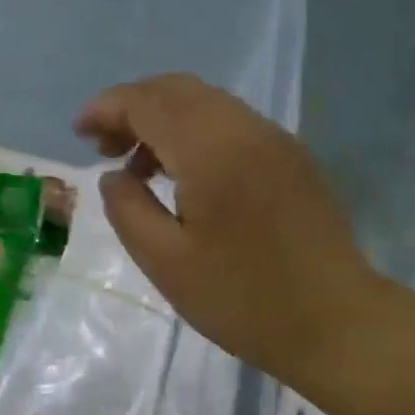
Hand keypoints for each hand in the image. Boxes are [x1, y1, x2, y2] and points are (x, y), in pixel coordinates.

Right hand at [75, 73, 379, 380]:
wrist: (335, 323)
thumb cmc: (243, 299)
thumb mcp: (166, 263)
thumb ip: (128, 209)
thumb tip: (115, 176)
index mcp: (213, 148)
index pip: (149, 101)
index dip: (107, 108)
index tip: (79, 133)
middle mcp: (247, 128)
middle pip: (179, 90)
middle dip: (134, 109)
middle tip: (105, 150)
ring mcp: (277, 140)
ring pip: (208, 104)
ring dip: (166, 121)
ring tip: (140, 169)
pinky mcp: (294, 159)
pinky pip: (234, 125)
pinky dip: (197, 134)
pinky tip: (187, 178)